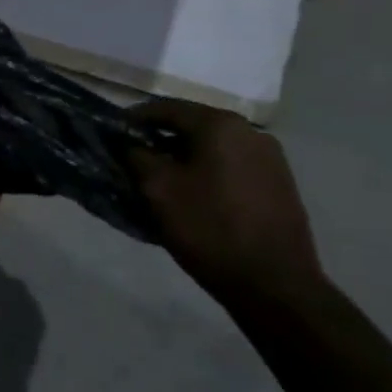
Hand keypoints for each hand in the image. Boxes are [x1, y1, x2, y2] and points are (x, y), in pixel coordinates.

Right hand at [130, 98, 325, 304]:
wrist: (273, 282)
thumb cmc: (208, 227)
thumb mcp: (157, 188)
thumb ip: (137, 156)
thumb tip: (129, 144)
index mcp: (220, 126)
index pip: (165, 108)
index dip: (133, 119)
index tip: (111, 134)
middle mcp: (250, 132)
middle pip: (192, 125)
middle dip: (159, 139)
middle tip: (132, 159)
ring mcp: (270, 158)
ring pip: (213, 147)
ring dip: (183, 156)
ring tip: (160, 180)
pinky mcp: (279, 183)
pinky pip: (231, 165)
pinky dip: (206, 171)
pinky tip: (193, 195)